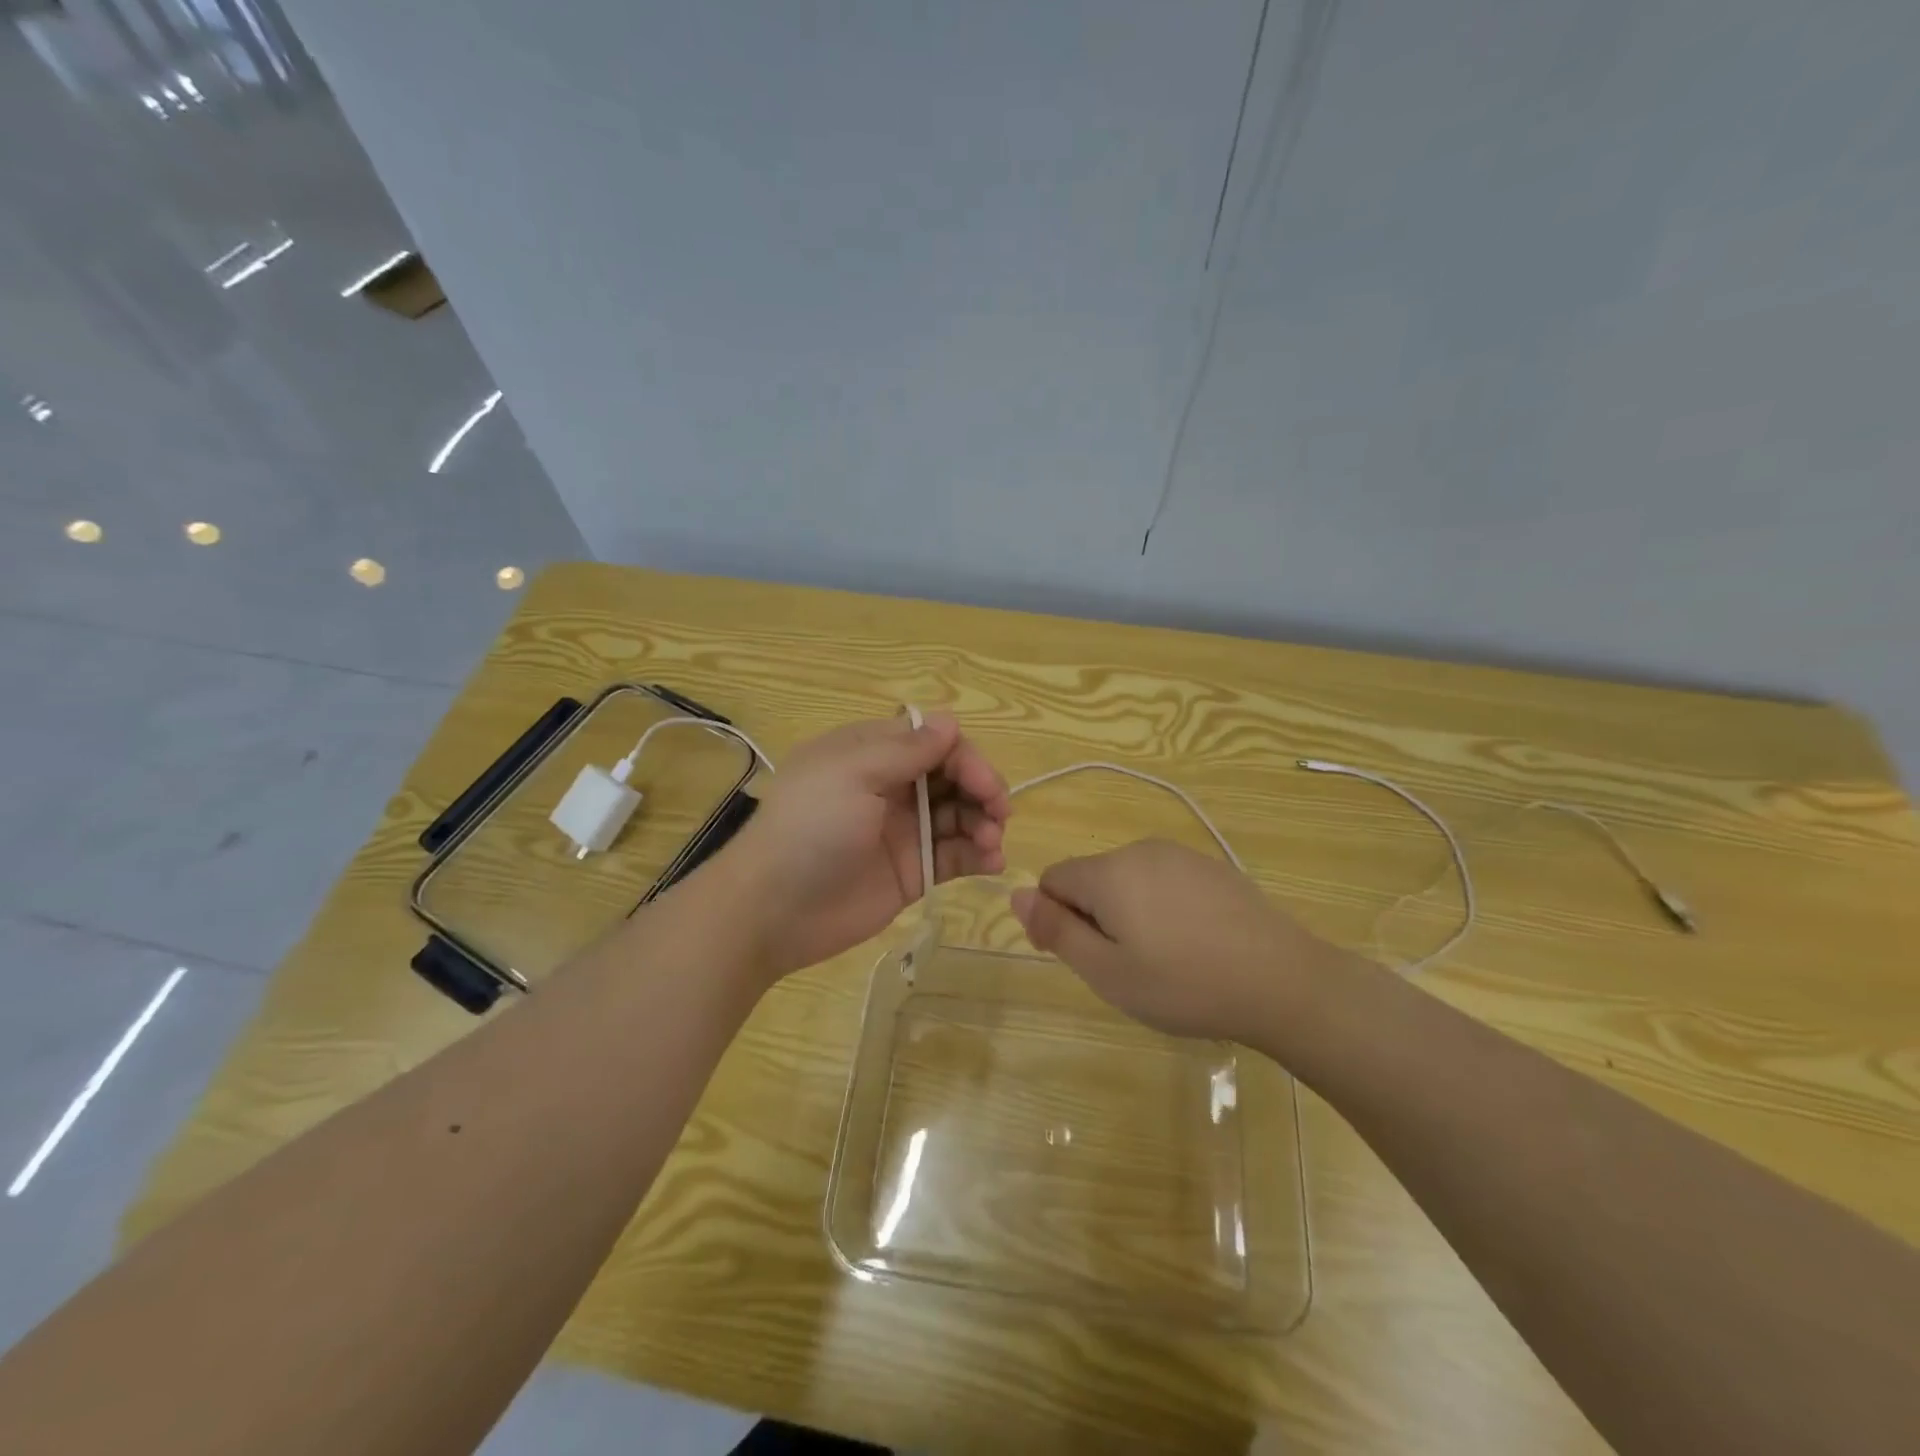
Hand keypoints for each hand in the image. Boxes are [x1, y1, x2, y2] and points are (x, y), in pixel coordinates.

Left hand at [726, 712, 1010, 979]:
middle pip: (953, 776)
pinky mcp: (913, 872)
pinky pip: (955, 855)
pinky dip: (979, 855)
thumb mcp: (852, 774)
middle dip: (982, 789)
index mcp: (871, 754)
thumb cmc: (810, 828)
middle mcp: (891, 787)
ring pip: (959, 815)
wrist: (773, 909)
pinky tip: (992, 863)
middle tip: (998, 813)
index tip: (983, 783)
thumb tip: (949, 721)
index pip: (933, 741)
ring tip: (991, 844)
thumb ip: (905, 750)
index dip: (964, 757)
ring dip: (984, 823)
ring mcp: (903, 830)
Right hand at [1009, 838, 1341, 1043]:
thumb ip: (1056, 929)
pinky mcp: (1212, 867)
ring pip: (1128, 880)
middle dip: (1094, 917)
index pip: (1053, 879)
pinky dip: (1163, 908)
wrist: (1284, 982)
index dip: (1054, 918)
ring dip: (1128, 913)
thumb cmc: (1184, 984)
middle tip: (1126, 968)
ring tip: (1163, 960)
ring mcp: (1181, 855)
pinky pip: (1164, 882)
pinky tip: (1195, 944)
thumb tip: (1016, 894)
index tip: (1083, 959)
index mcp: (1108, 872)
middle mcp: (1140, 850)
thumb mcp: (1107, 971)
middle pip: (1091, 878)